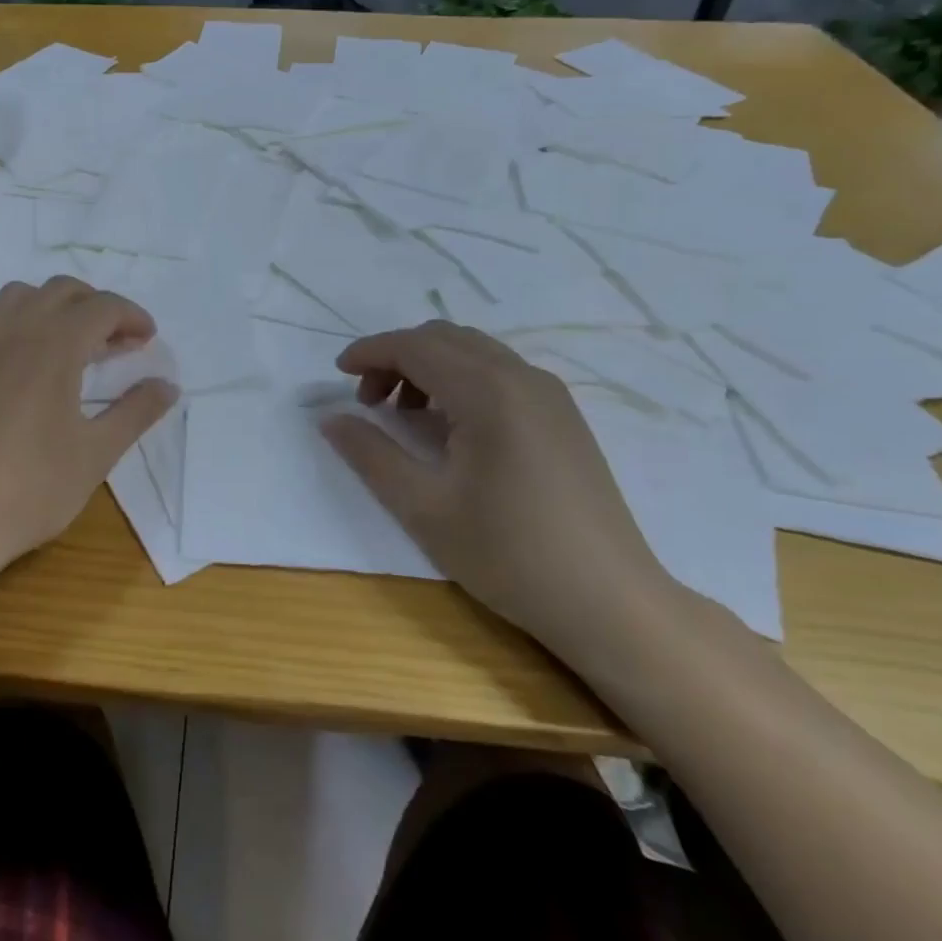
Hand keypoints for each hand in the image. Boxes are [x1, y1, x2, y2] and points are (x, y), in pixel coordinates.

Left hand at [0, 277, 178, 575]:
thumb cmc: (30, 487)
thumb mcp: (96, 453)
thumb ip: (136, 412)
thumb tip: (168, 385)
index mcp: (54, 345)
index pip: (101, 307)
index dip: (131, 316)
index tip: (149, 339)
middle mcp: (15, 330)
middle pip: (62, 290)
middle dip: (97, 305)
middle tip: (119, 341)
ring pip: (21, 295)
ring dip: (55, 305)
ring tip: (74, 341)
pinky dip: (19, 320)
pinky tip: (28, 358)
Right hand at [319, 321, 672, 661]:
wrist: (610, 602)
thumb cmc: (509, 555)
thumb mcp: (423, 507)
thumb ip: (370, 454)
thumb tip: (330, 419)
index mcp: (487, 391)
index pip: (415, 346)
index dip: (370, 352)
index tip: (337, 375)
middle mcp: (521, 376)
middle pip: (443, 338)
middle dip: (396, 357)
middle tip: (369, 403)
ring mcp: (549, 393)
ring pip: (472, 351)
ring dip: (428, 366)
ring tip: (405, 415)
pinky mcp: (562, 415)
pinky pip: (498, 372)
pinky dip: (460, 379)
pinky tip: (450, 426)